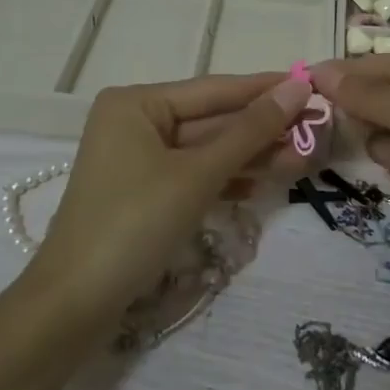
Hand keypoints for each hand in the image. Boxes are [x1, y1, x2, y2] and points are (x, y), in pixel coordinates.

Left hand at [26, 72, 312, 325]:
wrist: (74, 305)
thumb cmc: (134, 224)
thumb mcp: (197, 174)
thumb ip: (250, 131)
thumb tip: (297, 89)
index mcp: (137, 103)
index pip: (214, 89)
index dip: (264, 89)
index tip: (311, 84)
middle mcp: (135, 122)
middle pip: (212, 120)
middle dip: (262, 130)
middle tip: (316, 129)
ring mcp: (139, 159)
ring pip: (207, 151)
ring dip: (251, 157)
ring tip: (303, 158)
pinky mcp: (145, 193)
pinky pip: (195, 175)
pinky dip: (227, 180)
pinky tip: (265, 184)